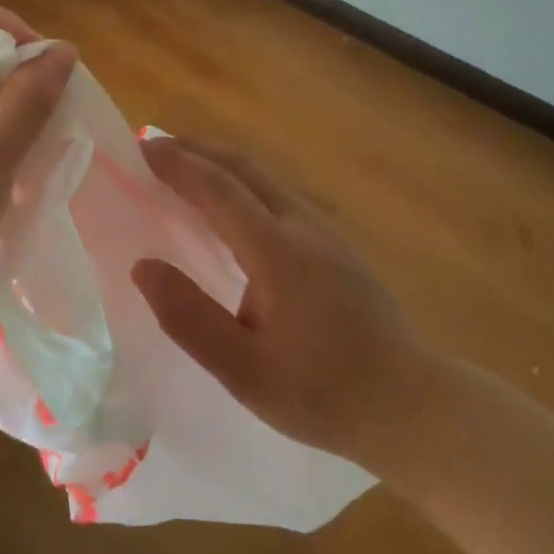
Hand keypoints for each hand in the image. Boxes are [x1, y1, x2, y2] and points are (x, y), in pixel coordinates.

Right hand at [132, 139, 437, 471]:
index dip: (179, 164)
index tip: (141, 148)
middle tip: (156, 150)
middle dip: (198, 151)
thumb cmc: (324, 394)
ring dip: (222, 165)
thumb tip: (142, 267)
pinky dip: (243, 185)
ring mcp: (324, 233)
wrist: (412, 405)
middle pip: (245, 168)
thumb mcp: (246, 373)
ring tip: (186, 172)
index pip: (219, 189)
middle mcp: (302, 226)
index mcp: (277, 251)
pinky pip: (279, 196)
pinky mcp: (336, 247)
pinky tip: (233, 212)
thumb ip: (190, 319)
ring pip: (265, 178)